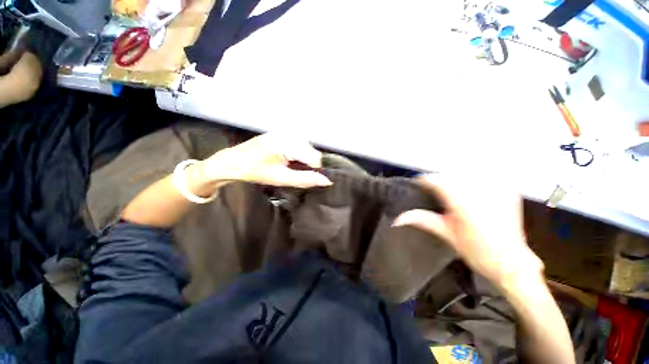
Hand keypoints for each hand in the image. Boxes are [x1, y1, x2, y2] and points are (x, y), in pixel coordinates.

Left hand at [202, 133, 331, 188]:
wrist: (233, 161)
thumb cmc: (255, 171)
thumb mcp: (281, 178)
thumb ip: (305, 179)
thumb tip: (327, 181)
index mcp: (288, 143)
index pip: (316, 157)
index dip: (315, 170)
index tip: (308, 178)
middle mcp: (290, 133)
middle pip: (312, 152)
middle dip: (309, 165)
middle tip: (295, 173)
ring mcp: (286, 132)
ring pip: (307, 149)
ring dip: (304, 160)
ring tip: (290, 167)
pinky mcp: (283, 133)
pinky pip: (300, 145)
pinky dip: (299, 155)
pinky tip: (288, 160)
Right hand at [394, 173, 543, 288]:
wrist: (510, 261)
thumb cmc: (477, 252)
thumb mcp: (446, 235)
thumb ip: (422, 220)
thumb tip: (397, 218)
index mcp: (464, 205)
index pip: (438, 181)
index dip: (425, 180)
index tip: (418, 183)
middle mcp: (482, 193)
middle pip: (451, 175)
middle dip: (439, 179)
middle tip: (431, 188)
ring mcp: (497, 190)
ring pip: (467, 173)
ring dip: (454, 178)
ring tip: (448, 189)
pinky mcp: (507, 190)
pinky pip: (484, 176)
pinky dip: (472, 179)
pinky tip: (468, 188)